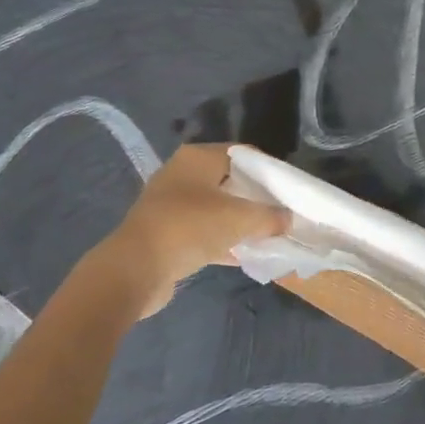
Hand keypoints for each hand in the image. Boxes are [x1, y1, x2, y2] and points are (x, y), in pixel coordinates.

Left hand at [96, 144, 288, 314]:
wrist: (135, 270)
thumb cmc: (190, 227)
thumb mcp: (240, 219)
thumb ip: (269, 217)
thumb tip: (288, 219)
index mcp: (197, 158)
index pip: (242, 154)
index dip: (268, 169)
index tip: (288, 188)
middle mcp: (182, 175)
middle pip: (229, 181)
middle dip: (255, 197)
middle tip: (281, 212)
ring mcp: (171, 205)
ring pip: (216, 209)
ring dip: (240, 222)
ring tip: (268, 234)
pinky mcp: (165, 234)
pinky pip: (203, 233)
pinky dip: (223, 241)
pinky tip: (246, 255)